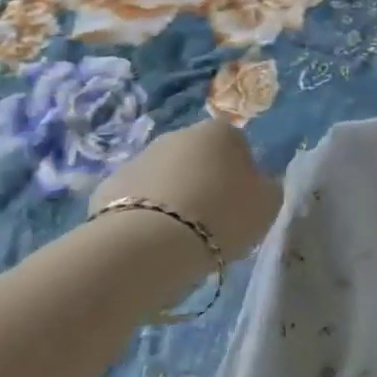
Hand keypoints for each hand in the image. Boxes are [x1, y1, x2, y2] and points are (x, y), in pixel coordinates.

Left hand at [91, 120, 281, 262]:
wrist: (150, 244)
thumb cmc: (222, 216)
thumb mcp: (268, 204)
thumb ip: (268, 187)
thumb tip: (260, 182)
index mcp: (221, 132)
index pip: (239, 145)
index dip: (243, 173)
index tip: (242, 201)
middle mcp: (178, 135)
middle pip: (199, 157)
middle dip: (206, 180)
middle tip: (213, 218)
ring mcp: (140, 158)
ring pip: (166, 177)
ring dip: (175, 196)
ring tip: (182, 235)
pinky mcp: (109, 186)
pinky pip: (138, 199)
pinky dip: (146, 214)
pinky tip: (153, 240)